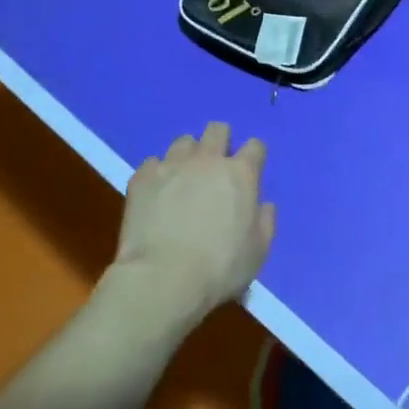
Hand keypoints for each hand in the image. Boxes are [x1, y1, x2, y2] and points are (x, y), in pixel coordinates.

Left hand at [113, 122, 274, 320]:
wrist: (163, 279)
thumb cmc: (220, 268)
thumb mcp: (258, 252)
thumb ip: (265, 222)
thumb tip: (263, 205)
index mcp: (241, 174)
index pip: (255, 146)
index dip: (253, 157)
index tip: (249, 172)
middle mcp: (208, 160)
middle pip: (217, 130)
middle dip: (220, 141)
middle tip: (216, 167)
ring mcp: (172, 165)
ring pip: (183, 142)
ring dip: (188, 155)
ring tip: (184, 178)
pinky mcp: (143, 178)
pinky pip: (152, 163)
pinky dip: (158, 174)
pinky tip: (157, 193)